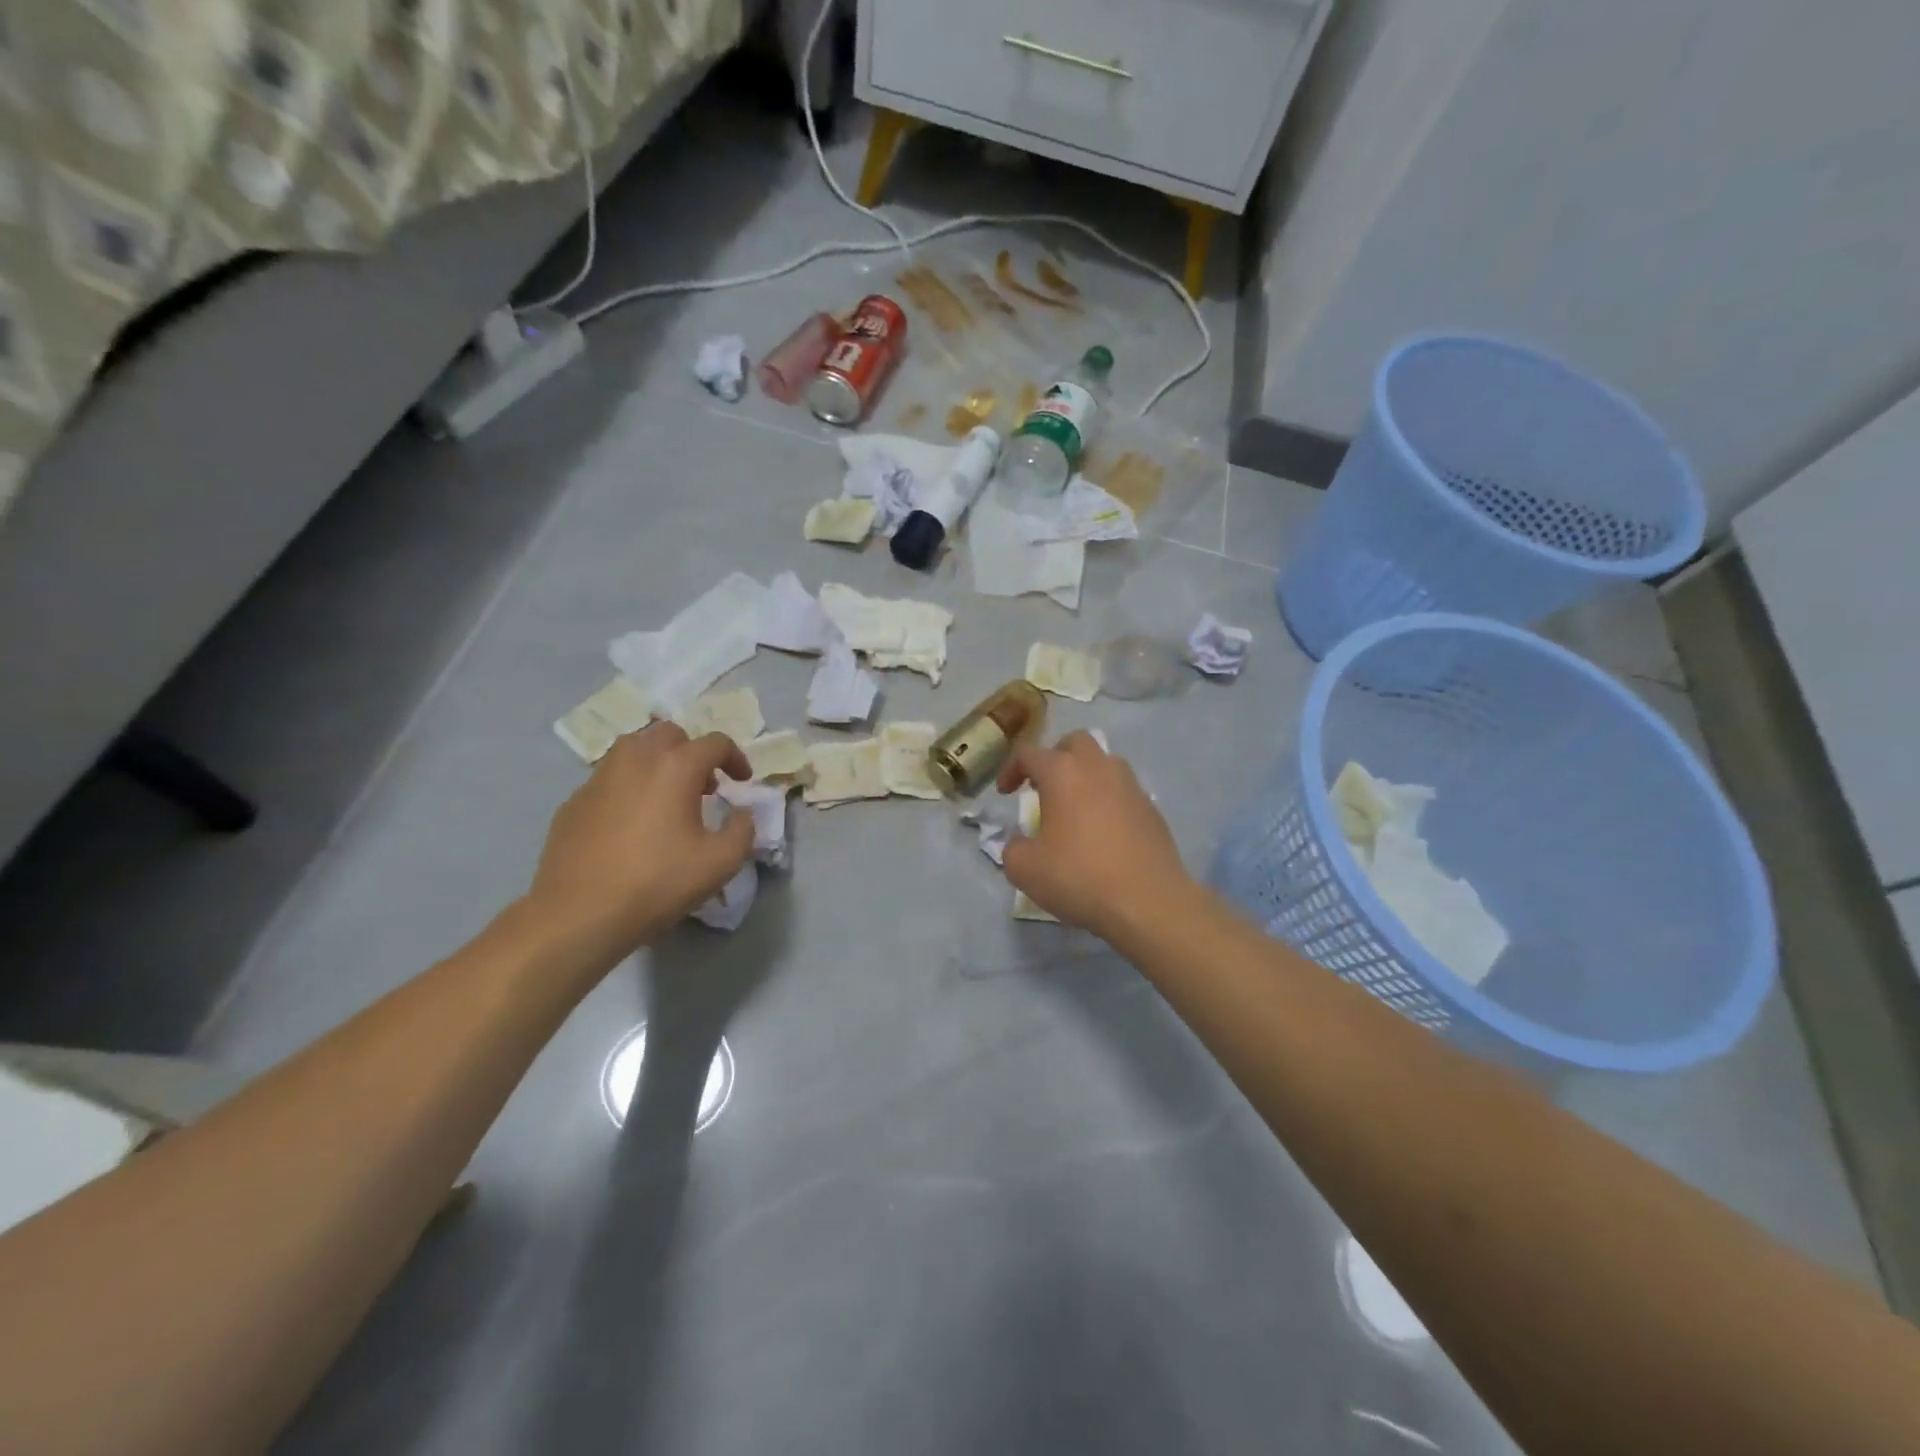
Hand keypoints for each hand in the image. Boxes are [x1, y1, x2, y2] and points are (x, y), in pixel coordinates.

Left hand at [527, 723, 754, 964]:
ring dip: (658, 762)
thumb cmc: (657, 882)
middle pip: (670, 734)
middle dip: (692, 752)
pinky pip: (609, 778)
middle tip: (704, 785)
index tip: (742, 782)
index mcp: (675, 767)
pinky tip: (631, 822)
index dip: (736, 758)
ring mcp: (599, 777)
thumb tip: (741, 814)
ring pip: (633, 749)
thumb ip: (743, 830)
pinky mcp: (574, 801)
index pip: (715, 743)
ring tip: (667, 797)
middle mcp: (636, 759)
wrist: (579, 914)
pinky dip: (628, 786)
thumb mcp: (721, 862)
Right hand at [996, 730, 1195, 940]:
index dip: (1011, 770)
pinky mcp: (1152, 808)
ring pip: (1104, 762)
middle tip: (1043, 787)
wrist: (1148, 902)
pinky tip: (1103, 831)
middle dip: (1055, 758)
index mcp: (1063, 773)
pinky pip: (1123, 790)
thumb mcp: (1025, 869)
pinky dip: (1108, 799)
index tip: (1005, 794)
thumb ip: (1013, 847)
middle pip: (1075, 742)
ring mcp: (1130, 786)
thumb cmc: (1079, 877)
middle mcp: (1098, 768)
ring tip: (1075, 807)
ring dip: (1085, 775)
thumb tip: (1022, 841)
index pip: (1029, 754)